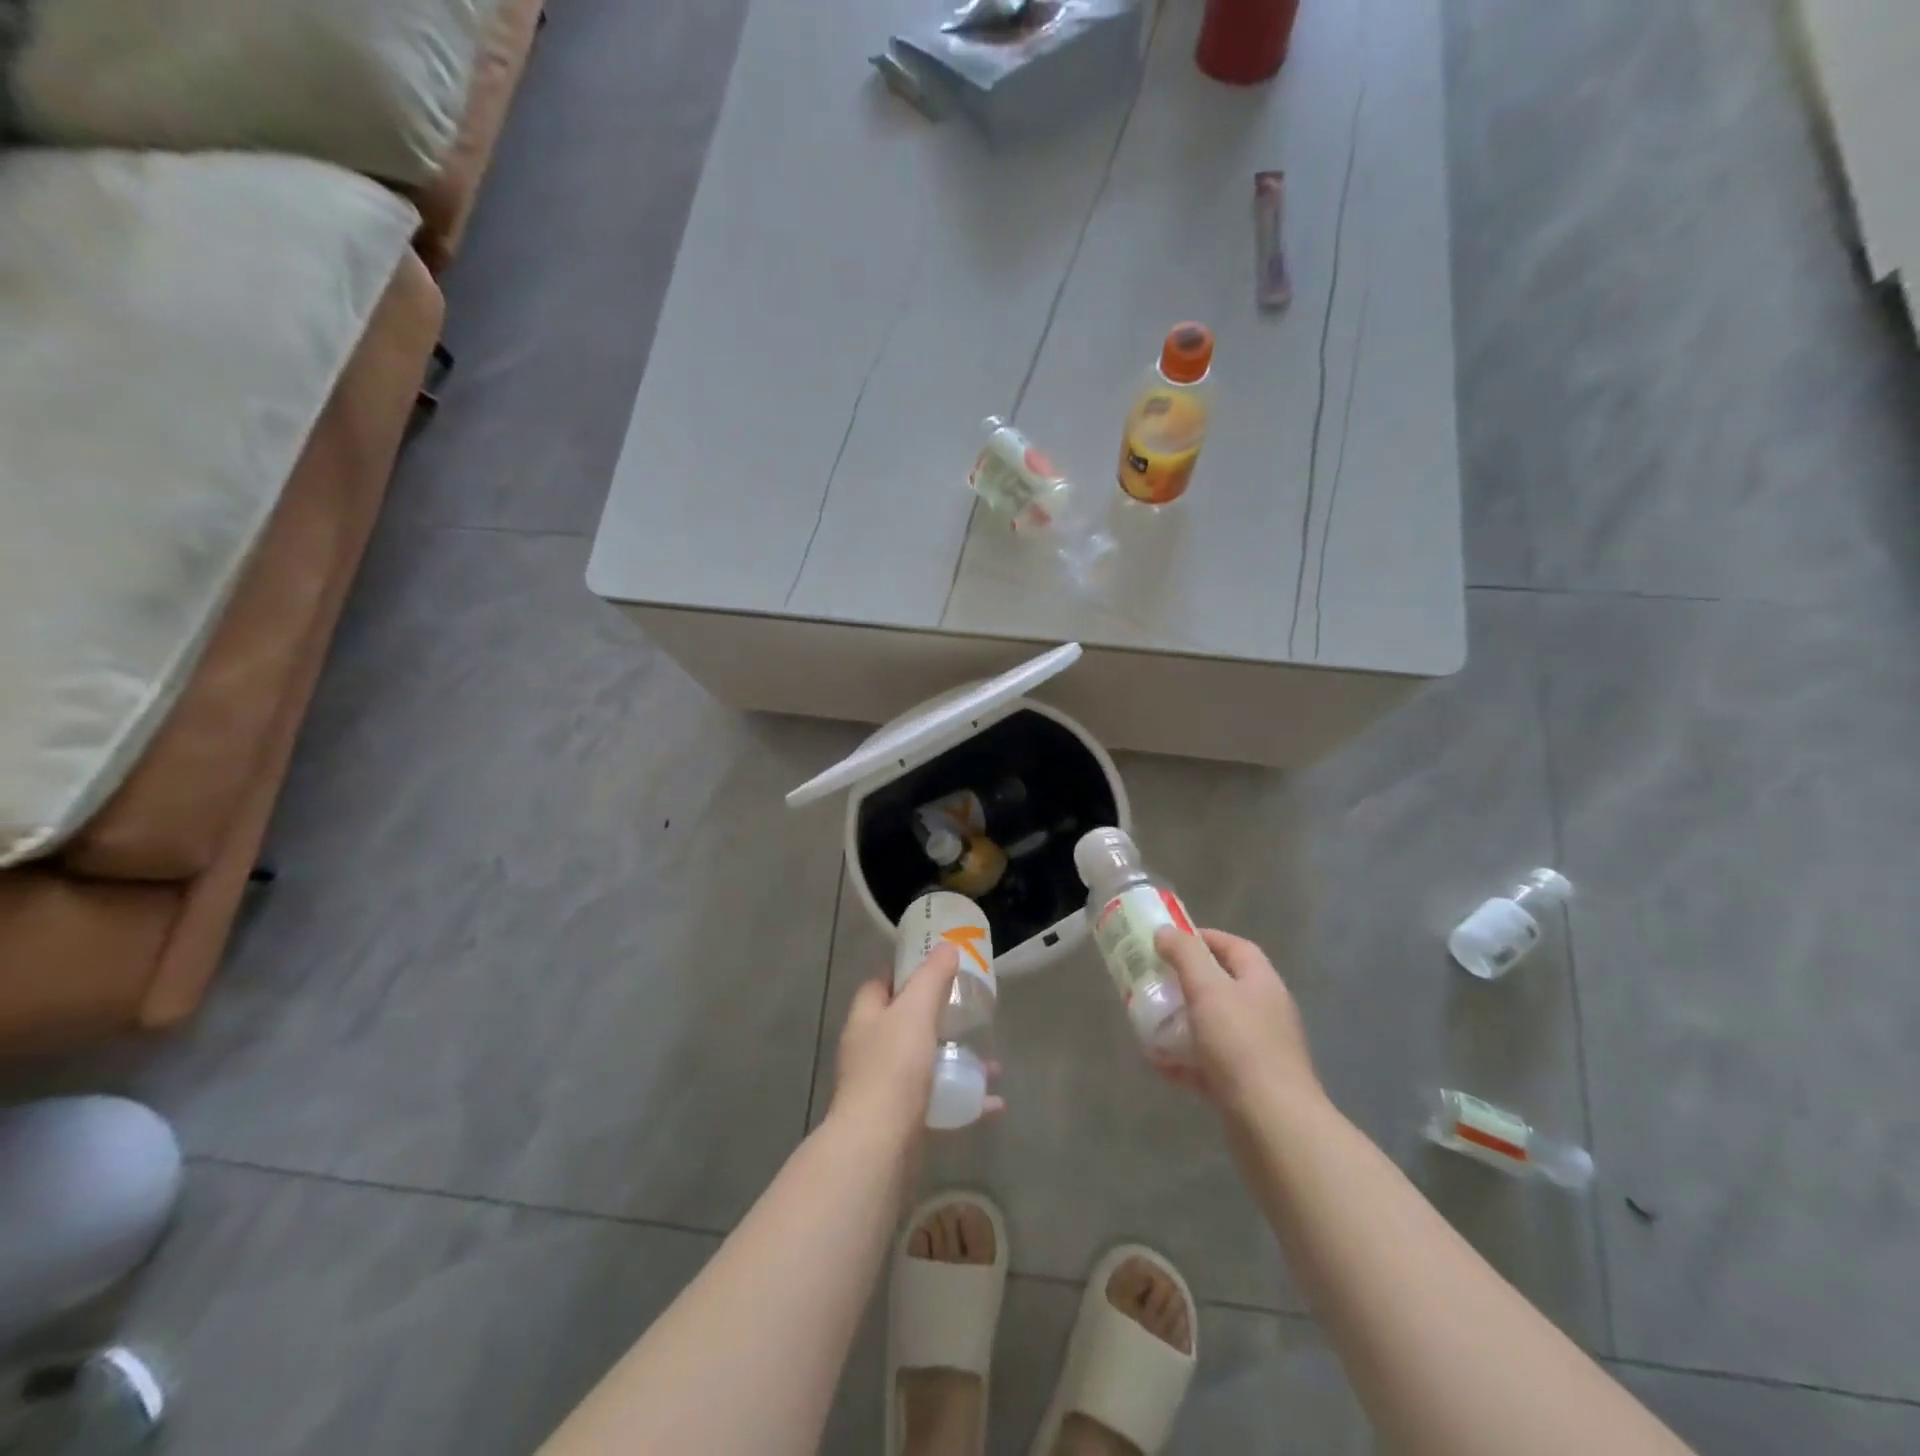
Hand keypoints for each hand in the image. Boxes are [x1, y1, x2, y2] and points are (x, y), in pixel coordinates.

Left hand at [830, 945, 1003, 1140]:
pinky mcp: (902, 1121)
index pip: (880, 985)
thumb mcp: (915, 1011)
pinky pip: (938, 1103)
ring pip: (925, 1065)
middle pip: (904, 1025)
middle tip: (969, 1014)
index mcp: (866, 1020)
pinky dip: (964, 1100)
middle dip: (938, 1019)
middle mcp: (870, 1052)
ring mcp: (885, 1089)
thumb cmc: (893, 1069)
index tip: (936, 969)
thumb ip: (932, 978)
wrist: (878, 1146)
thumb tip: (947, 947)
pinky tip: (992, 1103)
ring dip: (956, 1062)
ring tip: (990, 1062)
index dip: (904, 974)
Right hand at [1154, 927, 1320, 1114]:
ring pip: (1212, 1026)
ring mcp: (1257, 1051)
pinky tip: (1160, 1064)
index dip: (1203, 938)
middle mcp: (1264, 1012)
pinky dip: (1185, 1061)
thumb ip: (1185, 955)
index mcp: (1262, 983)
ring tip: (1149, 1021)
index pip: (1235, 947)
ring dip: (1180, 1023)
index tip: (1168, 941)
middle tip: (1153, 980)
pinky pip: (1209, 1064)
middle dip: (1184, 983)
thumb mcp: (1208, 989)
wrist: (1274, 1125)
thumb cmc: (1241, 1045)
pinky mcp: (1246, 1085)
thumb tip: (1166, 932)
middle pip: (1221, 986)